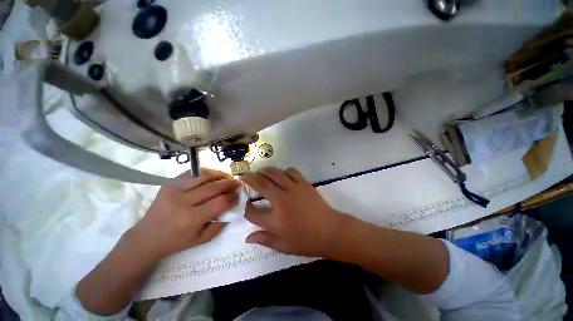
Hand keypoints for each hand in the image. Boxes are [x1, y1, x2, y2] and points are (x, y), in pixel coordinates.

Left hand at [130, 169, 240, 257]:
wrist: (146, 237)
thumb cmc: (176, 241)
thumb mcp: (201, 239)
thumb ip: (219, 224)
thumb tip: (232, 207)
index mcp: (191, 219)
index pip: (219, 202)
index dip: (232, 197)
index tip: (238, 195)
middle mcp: (183, 202)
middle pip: (213, 187)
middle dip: (229, 183)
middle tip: (238, 182)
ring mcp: (174, 190)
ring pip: (203, 176)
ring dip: (219, 175)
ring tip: (228, 176)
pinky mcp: (169, 184)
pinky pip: (192, 173)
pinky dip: (205, 172)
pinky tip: (213, 175)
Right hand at [241, 167, 354, 257]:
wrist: (330, 231)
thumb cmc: (307, 241)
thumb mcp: (283, 246)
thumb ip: (264, 240)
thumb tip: (247, 238)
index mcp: (275, 220)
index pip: (253, 213)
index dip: (246, 209)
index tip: (246, 206)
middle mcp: (282, 201)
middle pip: (261, 184)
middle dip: (249, 179)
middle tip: (244, 175)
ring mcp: (293, 189)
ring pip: (275, 173)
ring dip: (264, 171)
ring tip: (260, 172)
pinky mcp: (304, 183)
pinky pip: (291, 171)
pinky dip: (284, 171)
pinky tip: (282, 175)